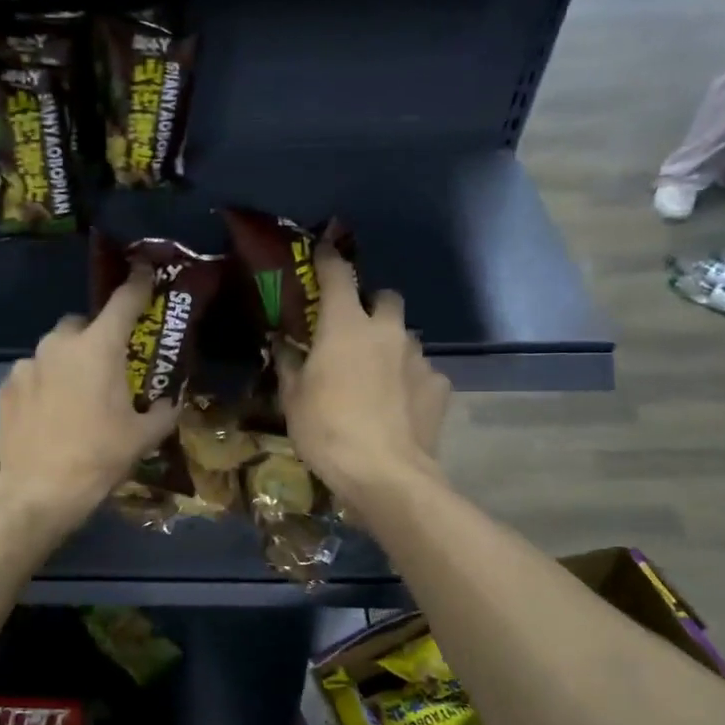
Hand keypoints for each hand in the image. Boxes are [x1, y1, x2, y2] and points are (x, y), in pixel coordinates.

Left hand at [0, 269, 178, 530]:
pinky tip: (49, 412)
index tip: (145, 271)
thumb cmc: (98, 458)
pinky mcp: (6, 386)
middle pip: (82, 324)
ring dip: (67, 361)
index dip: (138, 284)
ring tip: (75, 394)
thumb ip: (163, 411)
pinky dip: (44, 382)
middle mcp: (59, 345)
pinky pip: (32, 373)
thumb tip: (170, 402)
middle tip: (106, 367)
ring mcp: (27, 364)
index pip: (124, 301)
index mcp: (99, 348)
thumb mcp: (143, 437)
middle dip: (95, 336)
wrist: (38, 490)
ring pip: (53, 349)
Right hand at [276, 247, 450, 524]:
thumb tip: (284, 346)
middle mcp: (387, 331)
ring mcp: (418, 357)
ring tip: (376, 375)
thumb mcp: (293, 399)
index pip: (339, 275)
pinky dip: (409, 380)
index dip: (329, 260)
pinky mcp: (440, 385)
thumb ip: (290, 365)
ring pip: (405, 336)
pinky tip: (398, 405)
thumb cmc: (327, 430)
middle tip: (354, 330)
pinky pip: (422, 371)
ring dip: (390, 346)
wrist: (385, 473)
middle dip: (372, 306)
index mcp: (346, 326)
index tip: (324, 251)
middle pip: (386, 298)